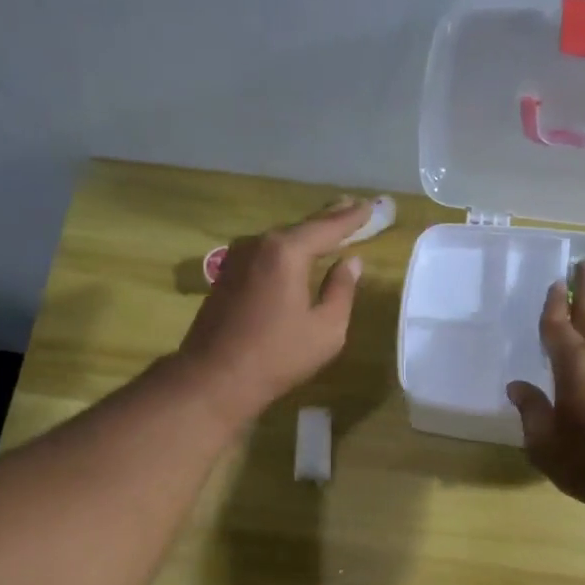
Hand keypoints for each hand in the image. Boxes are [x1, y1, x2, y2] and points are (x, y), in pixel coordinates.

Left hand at [174, 198, 370, 424]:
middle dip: (328, 218)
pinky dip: (285, 251)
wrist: (214, 378)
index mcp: (286, 252)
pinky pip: (264, 255)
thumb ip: (342, 291)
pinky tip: (294, 256)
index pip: (327, 227)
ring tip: (328, 227)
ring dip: (304, 235)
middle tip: (351, 206)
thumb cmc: (277, 356)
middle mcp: (258, 245)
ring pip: (279, 241)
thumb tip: (351, 263)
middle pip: (300, 227)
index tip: (371, 206)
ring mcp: (236, 259)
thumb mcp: (326, 330)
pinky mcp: (225, 276)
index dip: (352, 218)